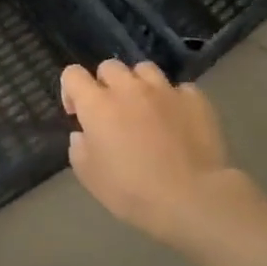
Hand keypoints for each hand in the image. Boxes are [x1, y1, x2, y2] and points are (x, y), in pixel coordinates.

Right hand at [61, 60, 239, 247]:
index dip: (71, 90)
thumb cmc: (131, 190)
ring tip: (145, 108)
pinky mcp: (196, 99)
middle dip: (105, 84)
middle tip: (112, 112)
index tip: (77, 113)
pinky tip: (177, 120)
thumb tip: (84, 134)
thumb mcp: (89, 176)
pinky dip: (173, 100)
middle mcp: (129, 89)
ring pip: (145, 70)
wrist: (192, 198)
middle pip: (110, 67)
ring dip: (139, 85)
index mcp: (97, 105)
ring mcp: (165, 91)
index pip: (73, 74)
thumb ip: (79, 147)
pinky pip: (179, 89)